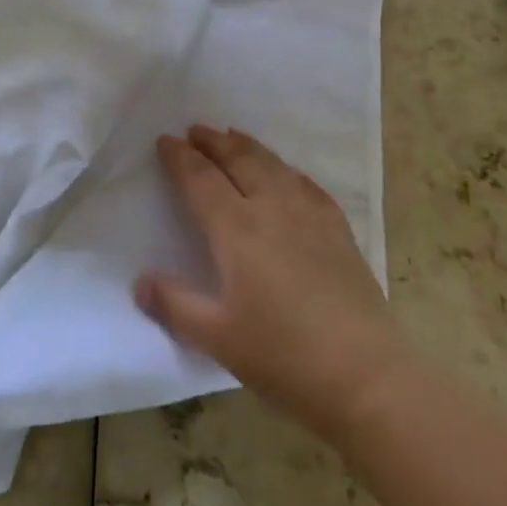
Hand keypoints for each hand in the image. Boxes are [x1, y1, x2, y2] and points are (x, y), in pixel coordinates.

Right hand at [135, 125, 407, 444]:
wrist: (366, 376)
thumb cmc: (284, 358)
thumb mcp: (218, 339)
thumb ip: (175, 306)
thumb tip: (139, 281)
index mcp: (237, 230)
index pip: (201, 180)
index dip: (181, 158)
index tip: (165, 140)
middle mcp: (272, 208)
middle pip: (239, 160)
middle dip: (214, 142)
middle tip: (196, 129)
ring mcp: (310, 215)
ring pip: (273, 165)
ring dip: (247, 146)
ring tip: (232, 136)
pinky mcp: (338, 229)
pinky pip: (306, 184)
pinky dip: (286, 169)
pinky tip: (286, 173)